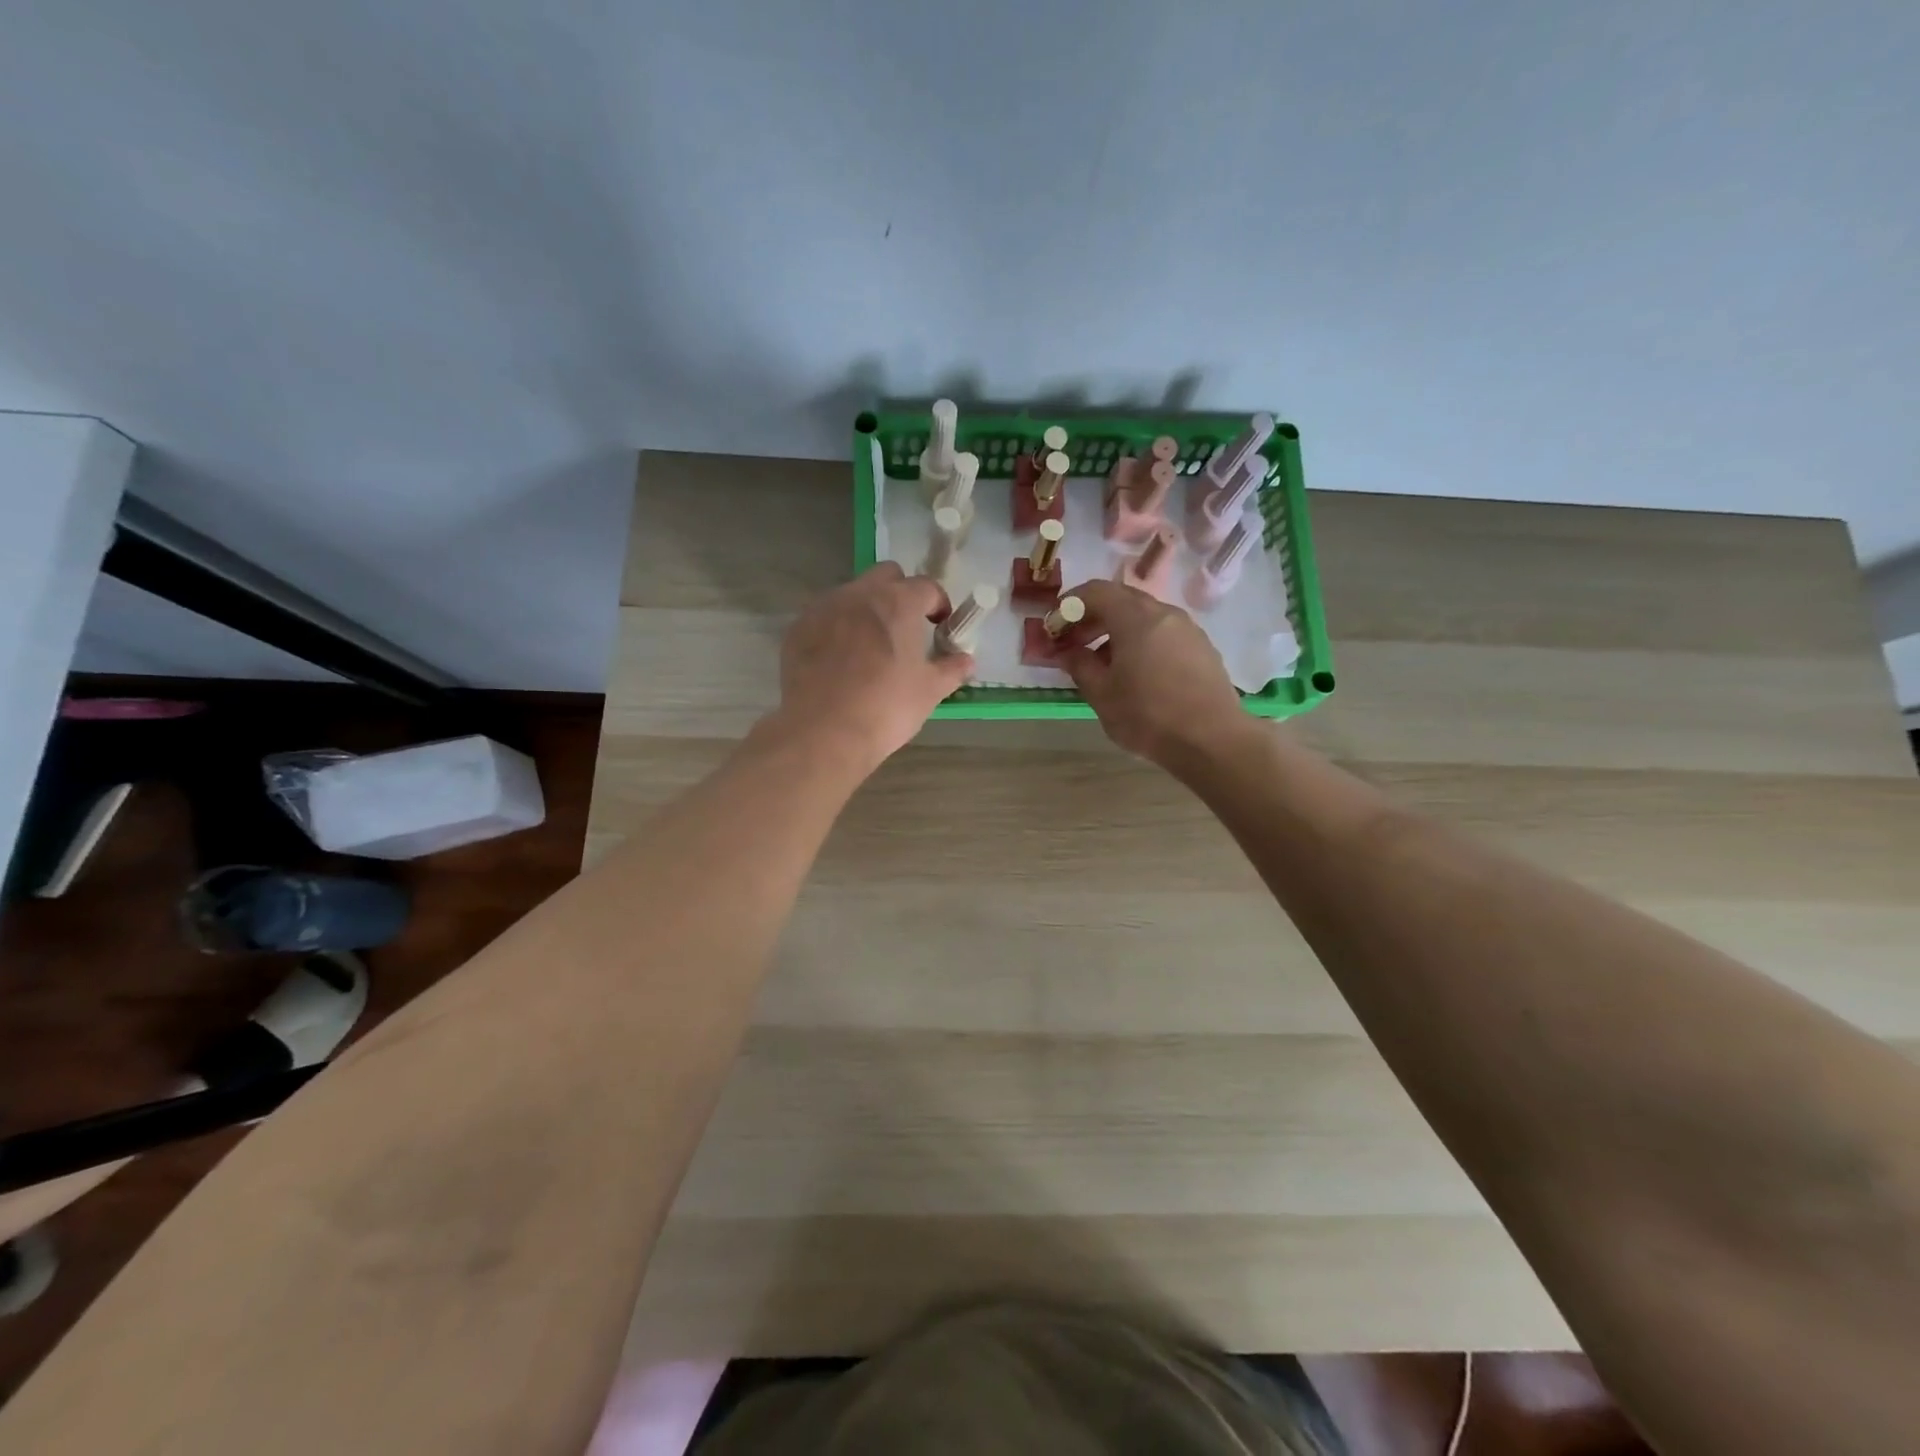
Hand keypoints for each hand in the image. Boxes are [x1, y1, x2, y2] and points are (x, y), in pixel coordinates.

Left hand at [766, 563, 970, 772]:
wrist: (824, 731)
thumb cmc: (886, 707)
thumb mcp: (930, 691)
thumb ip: (951, 669)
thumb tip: (966, 660)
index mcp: (898, 602)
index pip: (926, 587)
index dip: (937, 604)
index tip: (940, 626)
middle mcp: (860, 594)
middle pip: (886, 576)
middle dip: (900, 593)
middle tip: (905, 628)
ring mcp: (824, 608)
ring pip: (852, 594)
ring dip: (866, 609)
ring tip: (870, 646)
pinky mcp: (798, 628)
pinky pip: (825, 617)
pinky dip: (837, 628)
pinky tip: (840, 660)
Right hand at [1059, 579, 1253, 769]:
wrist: (1212, 740)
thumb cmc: (1148, 716)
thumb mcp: (1102, 695)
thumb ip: (1080, 666)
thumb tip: (1068, 652)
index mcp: (1135, 618)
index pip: (1096, 591)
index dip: (1070, 604)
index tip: (1055, 625)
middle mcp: (1164, 613)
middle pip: (1121, 599)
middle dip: (1092, 616)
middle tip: (1073, 642)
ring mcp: (1188, 629)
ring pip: (1144, 616)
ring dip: (1116, 630)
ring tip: (1101, 662)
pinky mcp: (1202, 648)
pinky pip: (1163, 632)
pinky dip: (1140, 640)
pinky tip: (1134, 671)